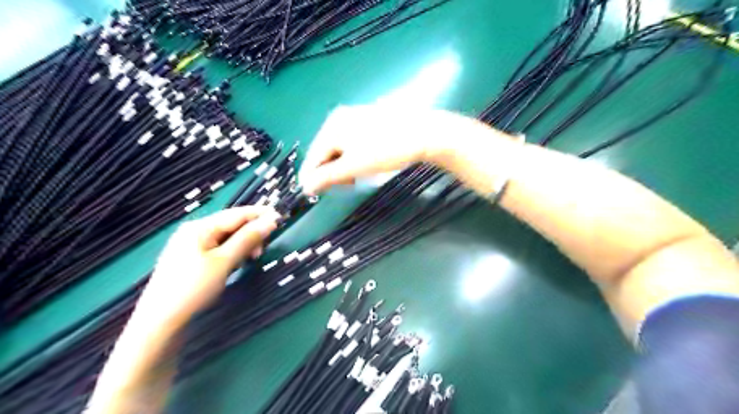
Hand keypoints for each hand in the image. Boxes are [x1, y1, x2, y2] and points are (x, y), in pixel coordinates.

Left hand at [138, 207, 279, 325]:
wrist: (160, 322)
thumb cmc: (193, 288)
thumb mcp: (224, 262)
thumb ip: (248, 239)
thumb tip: (271, 220)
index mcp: (200, 227)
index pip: (236, 214)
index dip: (260, 215)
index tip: (281, 218)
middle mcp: (195, 231)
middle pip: (231, 225)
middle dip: (251, 234)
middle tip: (263, 250)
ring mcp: (192, 246)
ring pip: (227, 238)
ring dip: (243, 245)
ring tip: (252, 259)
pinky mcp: (192, 260)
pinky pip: (219, 249)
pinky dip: (232, 254)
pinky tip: (237, 264)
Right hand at [299, 106, 465, 195]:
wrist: (423, 133)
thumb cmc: (386, 150)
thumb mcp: (354, 166)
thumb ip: (327, 177)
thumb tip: (305, 187)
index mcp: (331, 127)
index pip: (313, 156)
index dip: (311, 177)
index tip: (311, 195)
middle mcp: (338, 118)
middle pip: (325, 151)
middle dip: (330, 171)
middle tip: (345, 186)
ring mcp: (354, 117)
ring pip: (338, 147)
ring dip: (342, 165)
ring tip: (355, 177)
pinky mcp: (367, 120)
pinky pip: (350, 142)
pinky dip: (352, 156)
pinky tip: (364, 163)